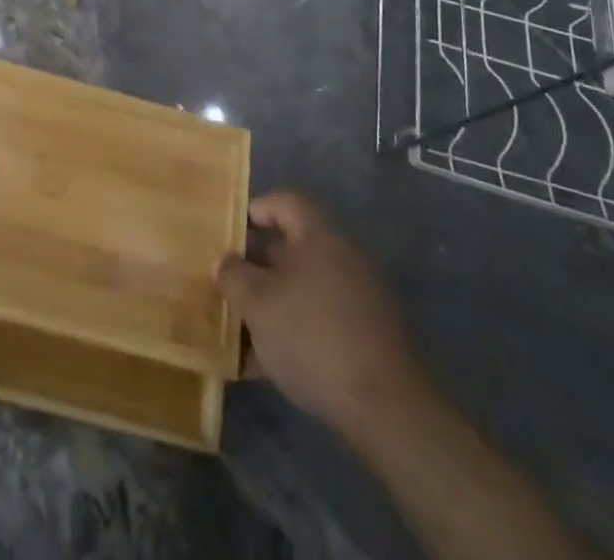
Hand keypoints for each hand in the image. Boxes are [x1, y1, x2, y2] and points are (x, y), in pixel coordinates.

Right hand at [216, 191, 430, 443]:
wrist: (389, 411)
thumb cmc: (314, 338)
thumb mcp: (258, 304)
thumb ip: (234, 276)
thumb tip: (223, 260)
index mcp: (320, 238)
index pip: (285, 202)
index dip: (255, 210)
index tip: (229, 232)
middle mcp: (343, 259)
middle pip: (292, 248)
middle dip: (256, 266)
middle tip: (226, 283)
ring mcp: (360, 300)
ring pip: (304, 290)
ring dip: (272, 304)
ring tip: (239, 329)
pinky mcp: (369, 339)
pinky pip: (321, 322)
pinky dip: (294, 333)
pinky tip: (265, 366)